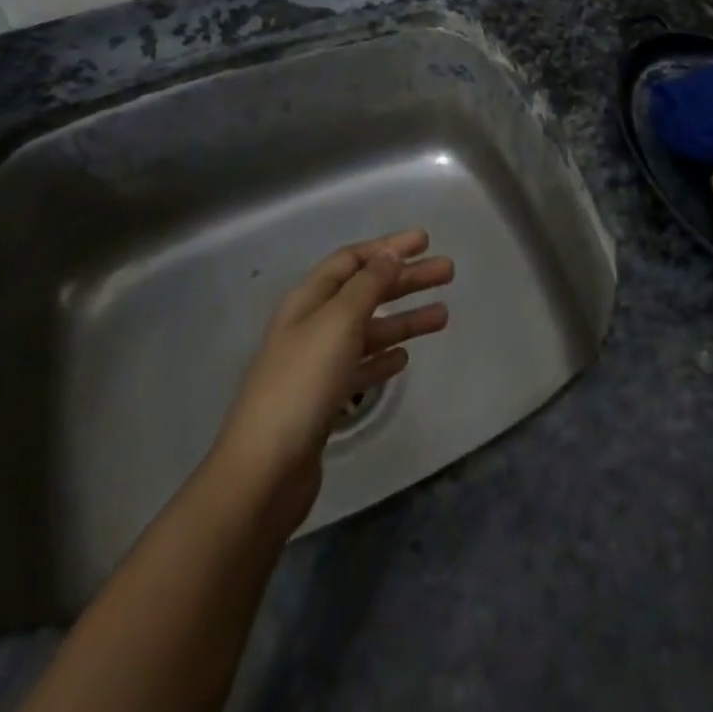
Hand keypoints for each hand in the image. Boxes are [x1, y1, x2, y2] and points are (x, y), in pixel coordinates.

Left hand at [209, 229, 453, 531]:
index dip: (388, 247)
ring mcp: (317, 365)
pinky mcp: (323, 401)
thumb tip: (390, 254)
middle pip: (365, 292)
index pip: (352, 260)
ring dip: (404, 319)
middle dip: (406, 280)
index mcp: (309, 300)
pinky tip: (404, 358)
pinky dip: (383, 358)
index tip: (425, 240)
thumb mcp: (339, 321)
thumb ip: (368, 285)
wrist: (265, 471)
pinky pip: (360, 367)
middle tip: (448, 272)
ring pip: (368, 330)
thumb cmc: (303, 383)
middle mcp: (312, 326)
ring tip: (443, 316)